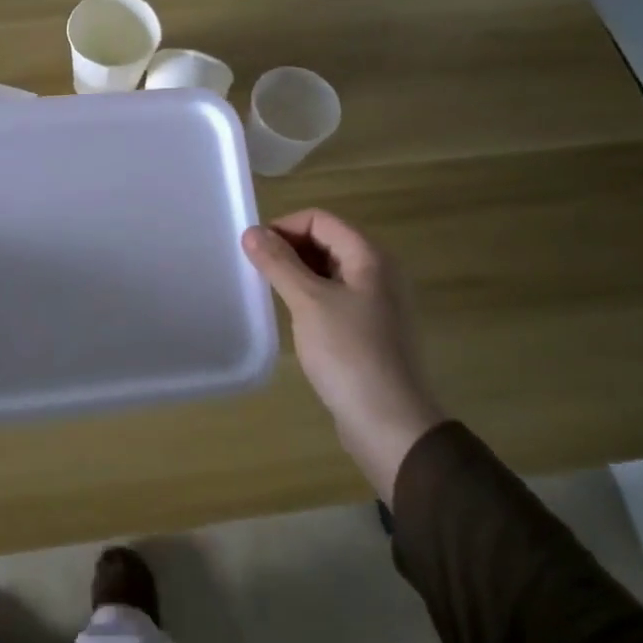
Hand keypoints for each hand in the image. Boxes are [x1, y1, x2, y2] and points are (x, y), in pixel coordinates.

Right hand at [242, 210, 445, 502]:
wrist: (389, 423)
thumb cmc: (349, 353)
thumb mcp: (308, 302)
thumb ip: (279, 263)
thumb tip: (252, 232)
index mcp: (370, 256)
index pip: (320, 219)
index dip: (284, 227)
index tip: (253, 251)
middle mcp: (378, 272)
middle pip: (326, 241)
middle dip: (289, 249)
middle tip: (256, 271)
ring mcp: (377, 302)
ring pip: (329, 271)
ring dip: (297, 273)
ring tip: (269, 292)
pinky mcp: (370, 329)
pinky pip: (335, 297)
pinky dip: (310, 296)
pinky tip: (293, 317)